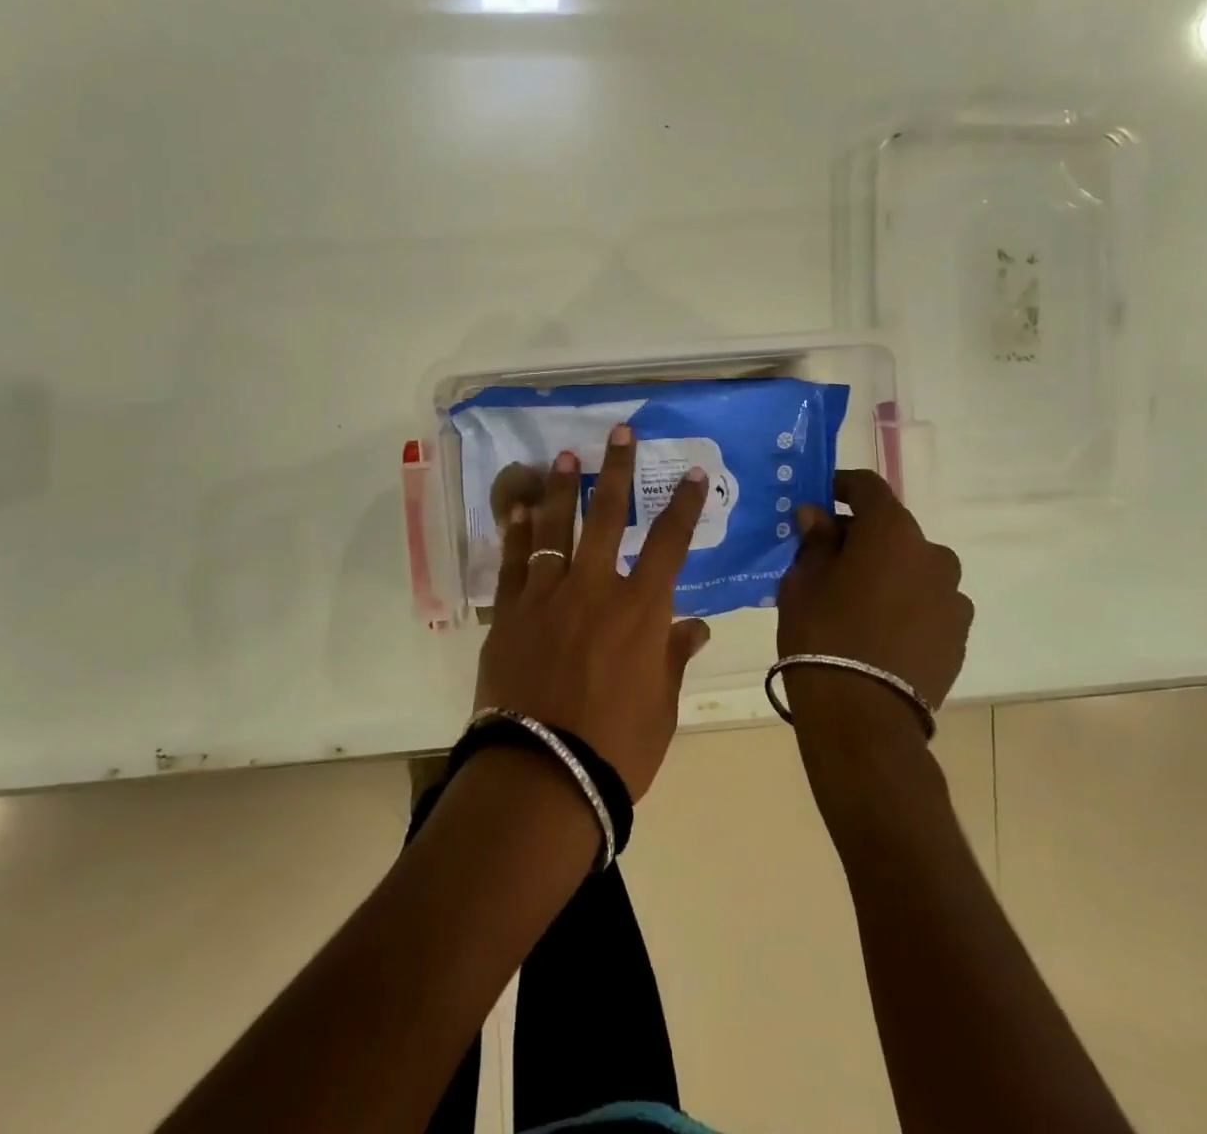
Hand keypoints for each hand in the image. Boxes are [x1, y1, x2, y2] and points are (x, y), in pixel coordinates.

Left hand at [473, 424, 710, 799]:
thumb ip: (675, 656)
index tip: (693, 473)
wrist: (543, 774)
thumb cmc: (616, 746)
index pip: (670, 542)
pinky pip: (515, 560)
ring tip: (564, 455)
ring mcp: (548, 594)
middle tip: (619, 431)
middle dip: (617, 469)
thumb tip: (696, 625)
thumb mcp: (661, 706)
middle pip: (610, 515)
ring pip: (556, 526)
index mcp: (641, 609)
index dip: (684, 504)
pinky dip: (518, 531)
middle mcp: (595, 587)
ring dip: (563, 488)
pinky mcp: (510, 611)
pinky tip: (519, 508)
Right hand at [776, 469, 972, 736]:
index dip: (841, 486)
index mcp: (892, 532)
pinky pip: (927, 602)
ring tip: (856, 600)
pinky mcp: (958, 635)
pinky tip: (879, 629)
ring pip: (913, 568)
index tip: (820, 498)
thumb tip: (818, 516)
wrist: (863, 715)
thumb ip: (815, 541)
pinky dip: (905, 603)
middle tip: (827, 557)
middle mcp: (933, 554)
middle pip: (893, 530)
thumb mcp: (802, 581)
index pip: (869, 488)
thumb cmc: (822, 634)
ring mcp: (952, 597)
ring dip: (888, 571)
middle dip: (861, 536)